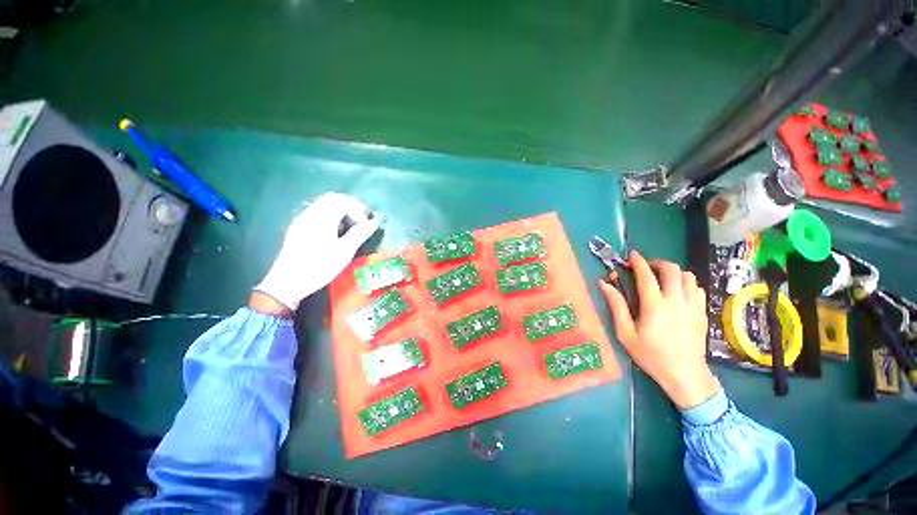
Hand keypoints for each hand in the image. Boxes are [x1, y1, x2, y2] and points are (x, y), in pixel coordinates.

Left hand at [254, 192, 379, 310]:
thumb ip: (360, 234)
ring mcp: (301, 220)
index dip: (359, 209)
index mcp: (322, 218)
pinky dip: (331, 216)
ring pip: (323, 205)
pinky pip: (317, 213)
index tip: (367, 223)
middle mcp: (310, 214)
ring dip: (340, 210)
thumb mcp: (344, 251)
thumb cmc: (319, 267)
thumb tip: (374, 222)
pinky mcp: (298, 228)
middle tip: (361, 220)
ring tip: (350, 227)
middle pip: (332, 198)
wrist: (287, 283)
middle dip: (350, 206)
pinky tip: (335, 232)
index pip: (343, 201)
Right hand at [599, 251, 720, 409]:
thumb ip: (616, 306)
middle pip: (672, 269)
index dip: (638, 262)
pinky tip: (677, 291)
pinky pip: (697, 288)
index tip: (631, 255)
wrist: (685, 375)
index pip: (646, 275)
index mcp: (655, 306)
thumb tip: (604, 283)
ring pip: (688, 276)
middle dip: (657, 262)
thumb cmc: (650, 355)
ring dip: (673, 272)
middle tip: (646, 267)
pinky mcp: (702, 312)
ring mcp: (693, 306)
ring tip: (661, 278)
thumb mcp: (625, 333)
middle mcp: (676, 301)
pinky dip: (686, 283)